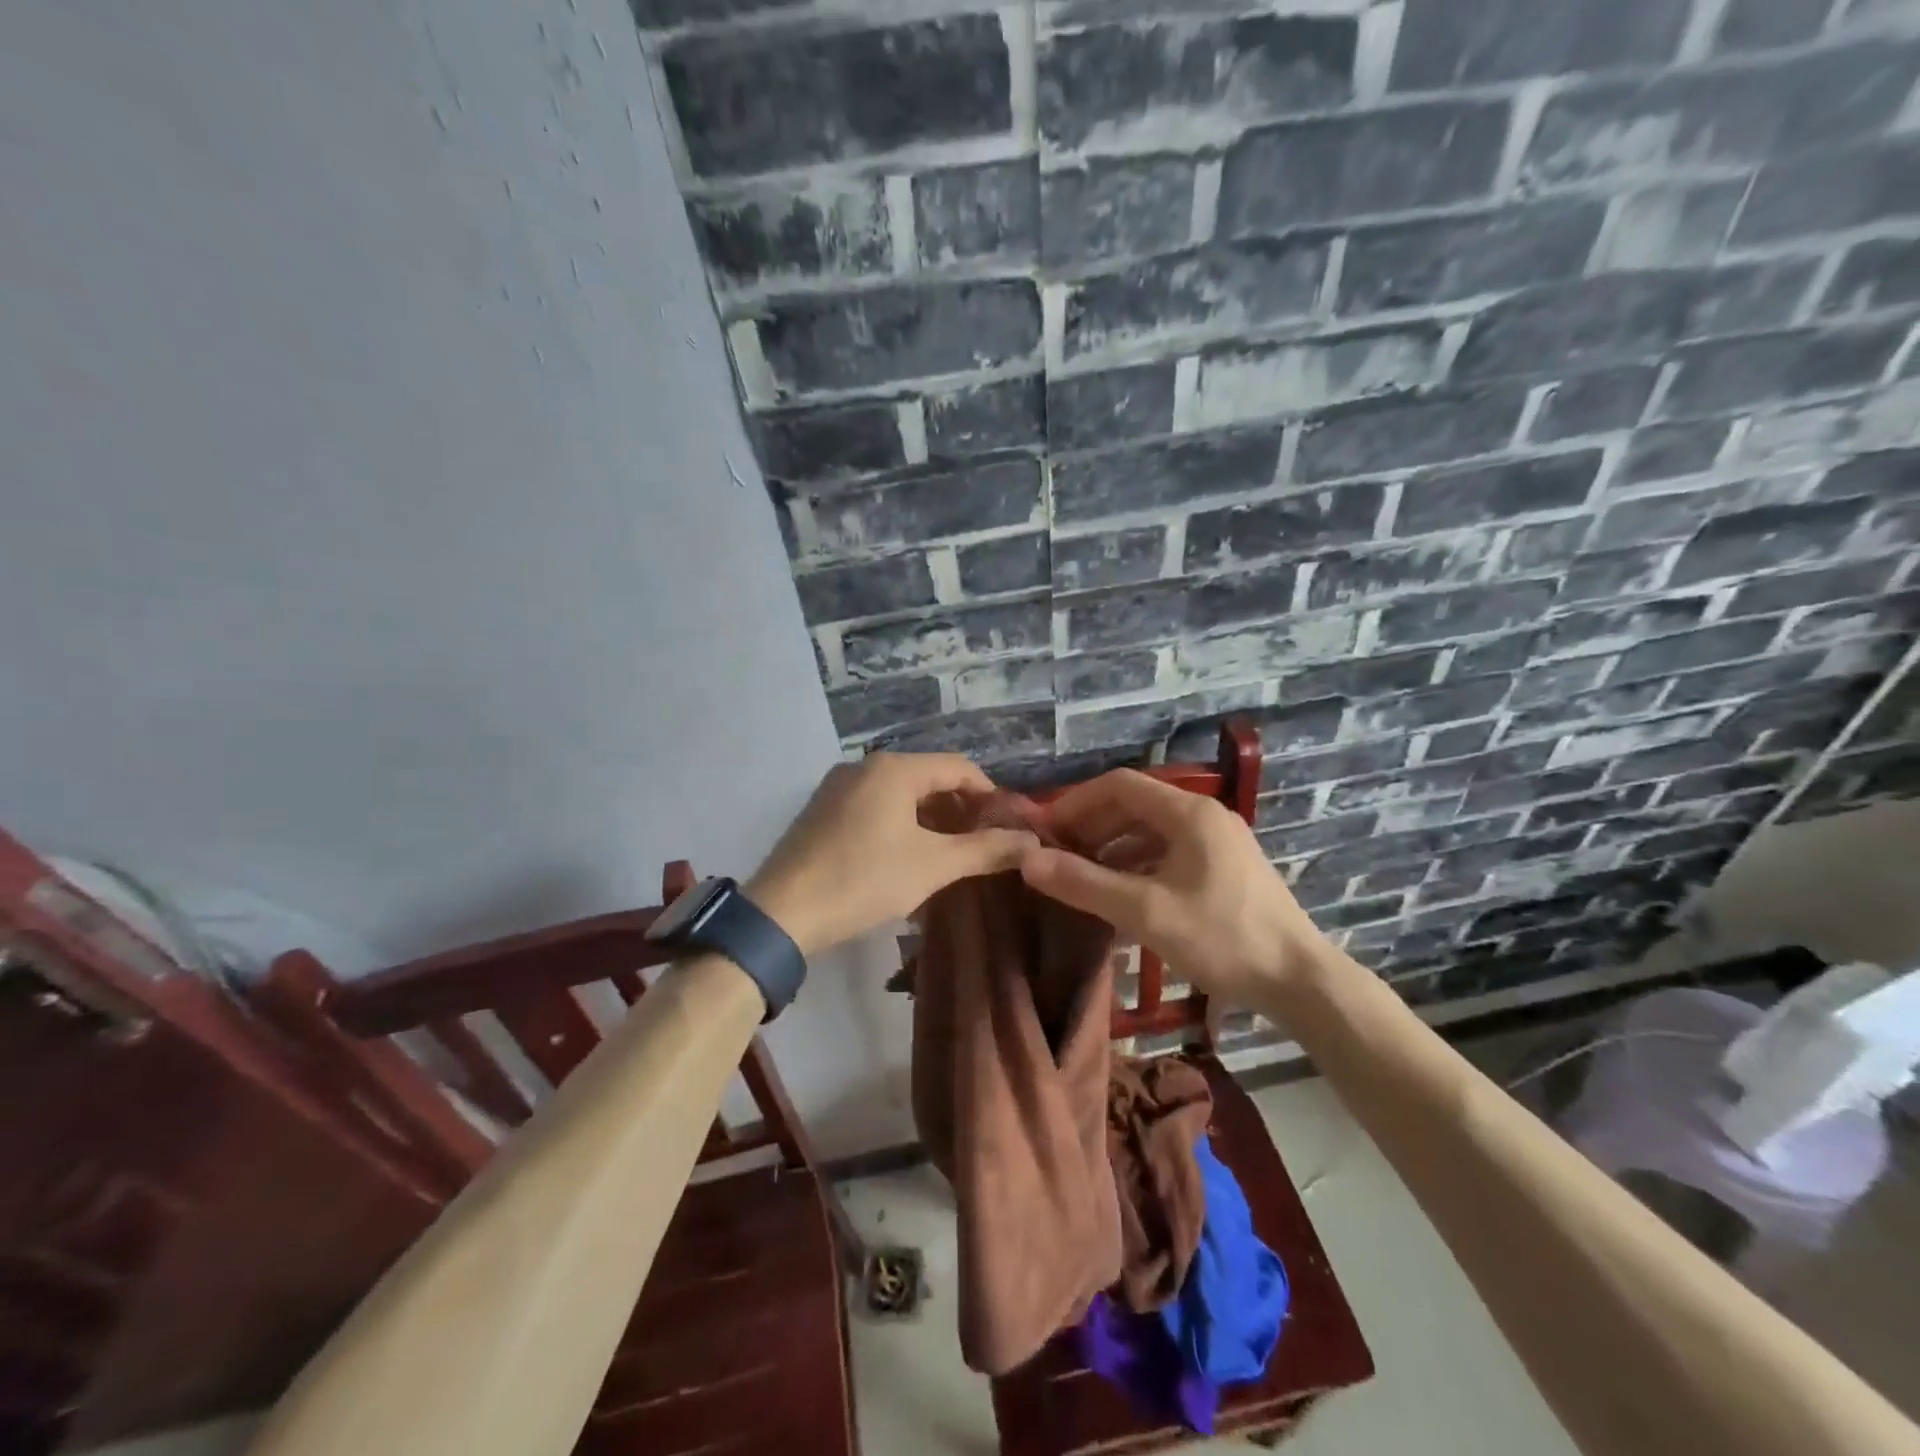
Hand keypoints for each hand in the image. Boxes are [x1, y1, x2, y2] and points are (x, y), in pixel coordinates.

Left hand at [747, 753, 1036, 956]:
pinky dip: (900, 825)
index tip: (1007, 827)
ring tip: (949, 855)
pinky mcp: (822, 811)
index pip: (958, 767)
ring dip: (930, 819)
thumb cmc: (864, 880)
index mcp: (893, 768)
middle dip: (959, 809)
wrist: (782, 913)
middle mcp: (864, 766)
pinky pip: (874, 807)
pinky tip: (906, 858)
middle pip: (928, 778)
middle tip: (981, 845)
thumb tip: (1033, 842)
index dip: (989, 794)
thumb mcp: (933, 866)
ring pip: (899, 794)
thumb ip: (986, 850)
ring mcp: (837, 787)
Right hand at [1020, 769, 1331, 1007]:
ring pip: (1152, 832)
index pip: (1120, 785)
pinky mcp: (1225, 870)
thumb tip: (1028, 860)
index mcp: (1189, 813)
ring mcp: (1219, 843)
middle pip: (1135, 806)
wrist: (1301, 982)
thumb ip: (1085, 884)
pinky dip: (1137, 866)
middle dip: (1092, 826)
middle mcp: (1205, 817)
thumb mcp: (1146, 912)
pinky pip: (1169, 854)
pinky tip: (1119, 895)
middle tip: (1056, 856)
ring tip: (1080, 877)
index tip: (1044, 830)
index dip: (1076, 802)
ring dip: (1112, 848)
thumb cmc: (1223, 939)